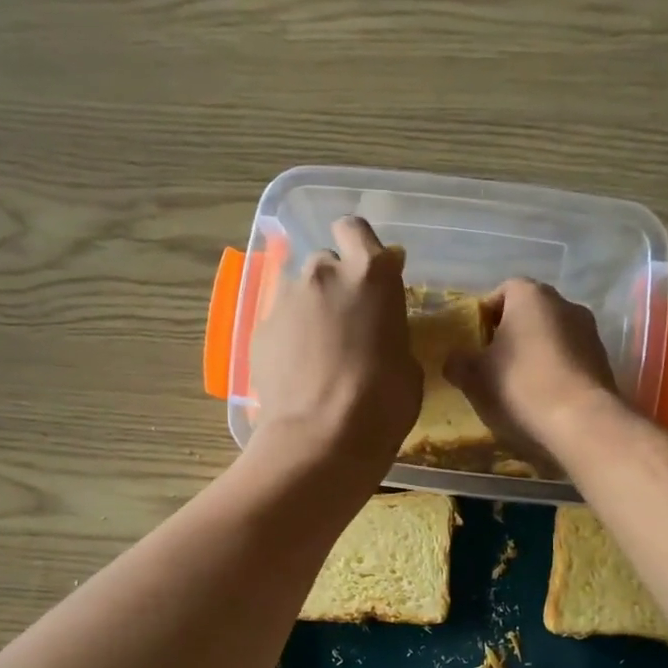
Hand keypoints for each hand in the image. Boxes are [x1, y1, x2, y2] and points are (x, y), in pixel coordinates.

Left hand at [248, 216, 420, 476]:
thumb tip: (380, 332)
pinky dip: (289, 337)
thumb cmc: (382, 402)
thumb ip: (391, 330)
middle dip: (335, 284)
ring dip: (310, 310)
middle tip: (346, 322)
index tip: (367, 274)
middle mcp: (323, 273)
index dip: (360, 247)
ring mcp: (286, 299)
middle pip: (326, 262)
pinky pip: (279, 323)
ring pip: (298, 291)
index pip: (356, 229)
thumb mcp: (407, 363)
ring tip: (318, 350)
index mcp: (370, 273)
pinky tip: (298, 370)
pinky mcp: (260, 329)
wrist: (321, 438)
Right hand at [444, 278, 621, 468]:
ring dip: (536, 353)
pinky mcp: (603, 361)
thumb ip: (458, 363)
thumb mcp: (474, 378)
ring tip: (519, 385)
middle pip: (530, 312)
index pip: (503, 290)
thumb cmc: (519, 387)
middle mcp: (565, 303)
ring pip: (553, 335)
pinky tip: (544, 398)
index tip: (475, 341)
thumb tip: (454, 361)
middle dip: (511, 334)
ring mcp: (590, 332)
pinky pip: (570, 358)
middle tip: (493, 364)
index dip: (486, 314)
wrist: (581, 422)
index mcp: (530, 296)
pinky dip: (556, 371)